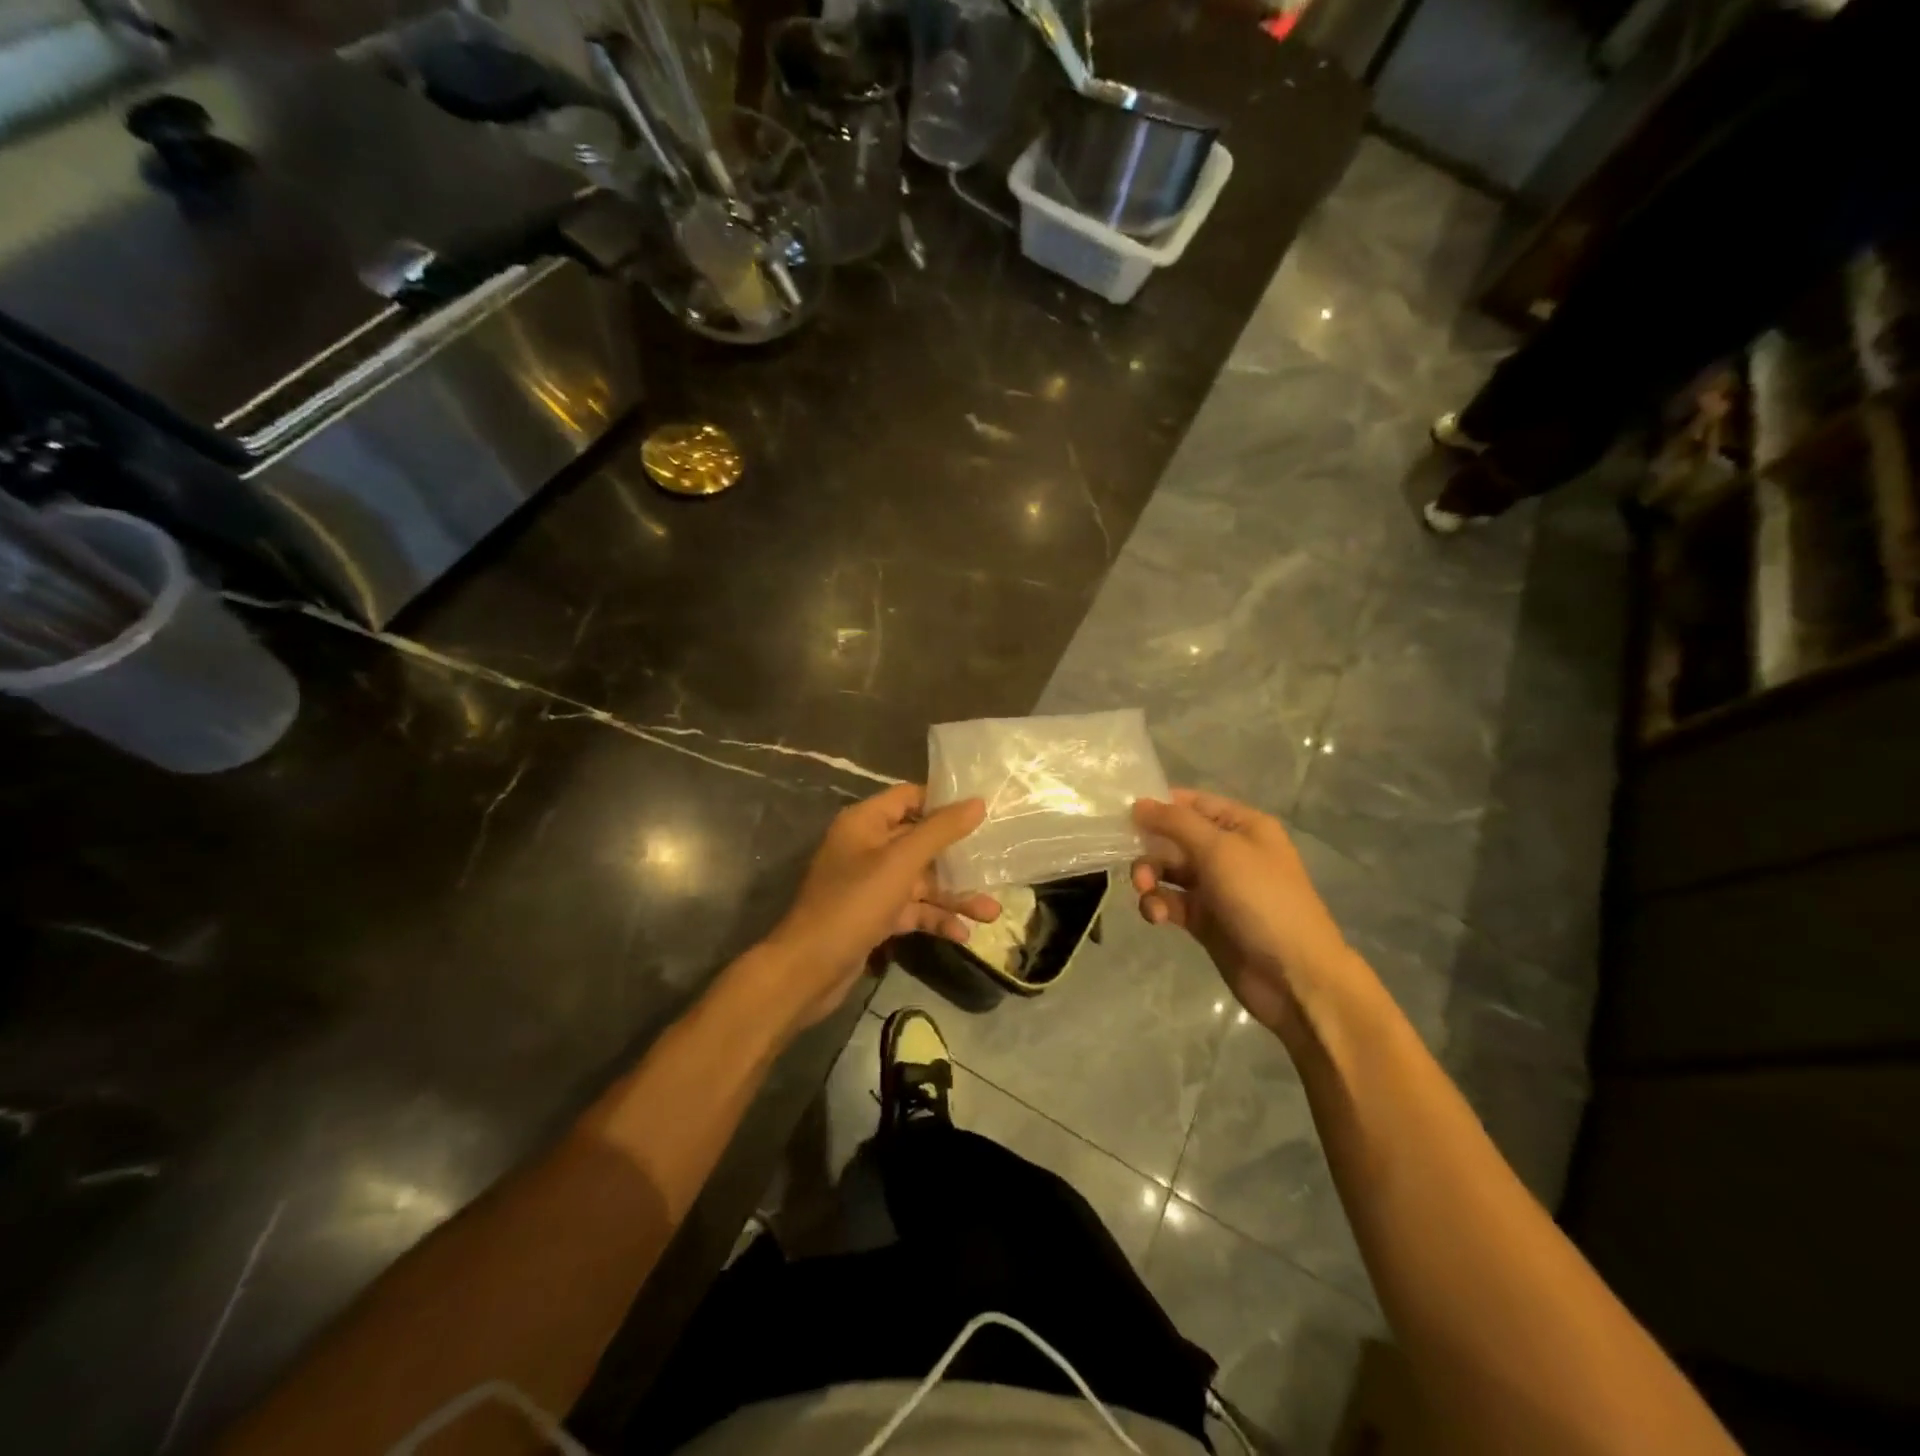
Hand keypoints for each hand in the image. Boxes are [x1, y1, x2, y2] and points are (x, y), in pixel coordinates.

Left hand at [762, 784, 997, 1028]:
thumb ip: (940, 831)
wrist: (808, 970)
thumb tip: (977, 802)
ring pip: (920, 881)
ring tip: (992, 913)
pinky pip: (912, 909)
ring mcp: (870, 884)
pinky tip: (963, 935)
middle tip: (996, 863)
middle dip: (957, 858)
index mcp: (865, 823)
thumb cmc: (853, 904)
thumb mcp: (901, 863)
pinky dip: (935, 919)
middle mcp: (867, 848)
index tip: (982, 811)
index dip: (943, 802)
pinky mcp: (874, 916)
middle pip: (920, 842)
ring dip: (953, 895)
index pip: (909, 798)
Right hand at [1131, 790, 1354, 1039]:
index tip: (1124, 814)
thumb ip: (1175, 823)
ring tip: (1146, 893)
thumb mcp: (1219, 850)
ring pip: (1169, 871)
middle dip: (1151, 849)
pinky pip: (1172, 902)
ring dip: (1151, 878)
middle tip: (1137, 866)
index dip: (1159, 806)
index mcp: (1243, 826)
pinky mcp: (1205, 920)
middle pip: (1175, 838)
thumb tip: (1138, 803)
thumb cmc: (1262, 899)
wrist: (1294, 976)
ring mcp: (1217, 888)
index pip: (1192, 803)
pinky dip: (1159, 905)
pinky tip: (1156, 916)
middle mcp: (1229, 852)